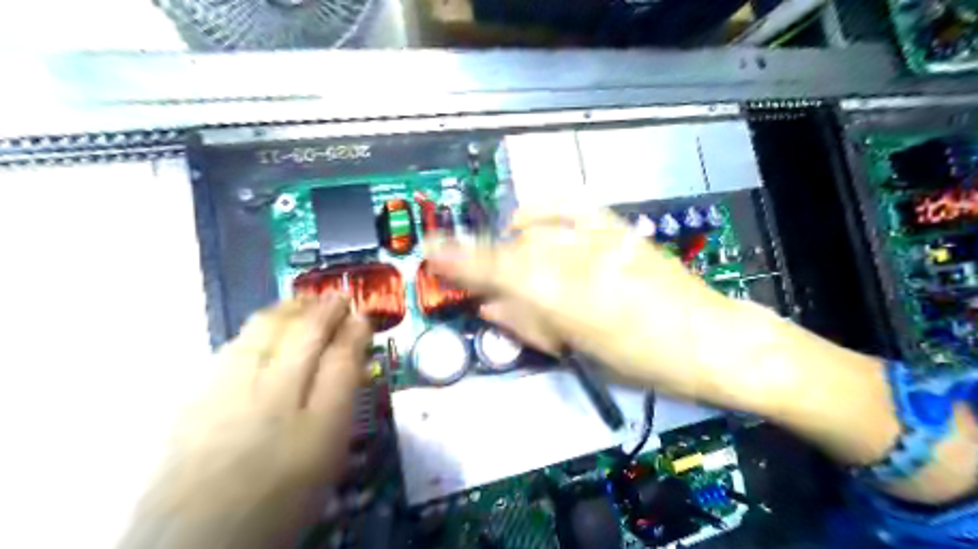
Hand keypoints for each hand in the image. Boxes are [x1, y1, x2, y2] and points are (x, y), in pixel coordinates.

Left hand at [117, 293, 370, 548]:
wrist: (200, 538)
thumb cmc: (281, 497)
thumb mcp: (327, 453)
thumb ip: (342, 401)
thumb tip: (353, 361)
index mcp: (315, 421)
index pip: (342, 357)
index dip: (355, 330)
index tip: (363, 316)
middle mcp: (273, 396)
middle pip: (302, 334)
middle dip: (323, 309)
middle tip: (337, 297)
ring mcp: (229, 393)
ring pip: (263, 333)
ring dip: (288, 310)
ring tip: (303, 303)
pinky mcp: (196, 398)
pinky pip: (233, 347)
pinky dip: (256, 329)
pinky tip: (263, 329)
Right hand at [430, 205, 733, 389]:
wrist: (707, 339)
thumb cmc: (641, 361)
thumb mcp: (577, 352)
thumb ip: (527, 323)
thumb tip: (491, 306)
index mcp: (561, 296)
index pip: (493, 268)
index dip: (458, 257)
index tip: (432, 249)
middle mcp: (573, 257)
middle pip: (511, 247)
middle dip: (493, 264)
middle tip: (497, 289)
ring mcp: (597, 237)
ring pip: (534, 229)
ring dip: (517, 246)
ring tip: (525, 266)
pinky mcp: (616, 228)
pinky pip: (566, 206)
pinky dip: (542, 211)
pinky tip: (535, 220)